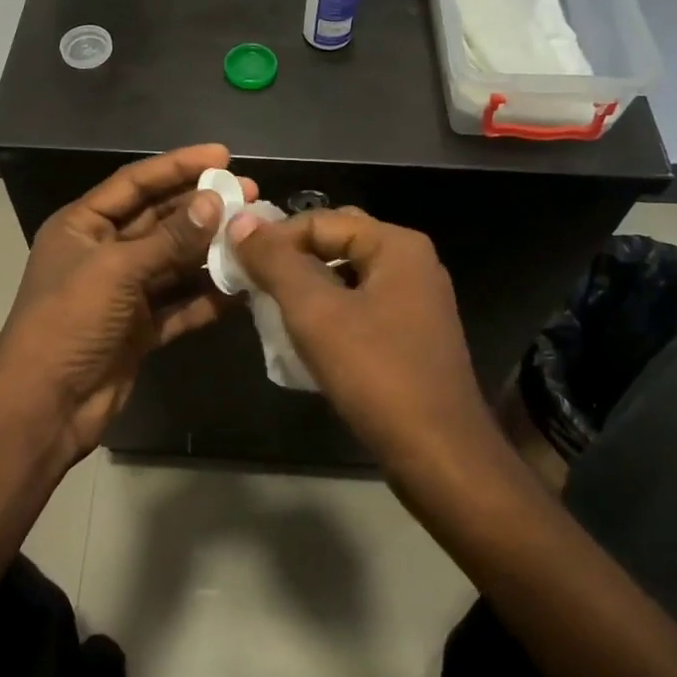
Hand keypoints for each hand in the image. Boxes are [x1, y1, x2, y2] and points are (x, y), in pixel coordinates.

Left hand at [0, 145, 255, 459]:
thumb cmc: (69, 322)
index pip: (134, 183)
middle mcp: (103, 252)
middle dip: (202, 208)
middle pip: (159, 220)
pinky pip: (180, 303)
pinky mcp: (140, 327)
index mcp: (83, 226)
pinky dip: (207, 296)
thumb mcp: (116, 271)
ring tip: (253, 234)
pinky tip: (242, 287)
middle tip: (248, 194)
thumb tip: (213, 203)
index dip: (177, 166)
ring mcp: (123, 292)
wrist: (46, 406)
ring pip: (174, 262)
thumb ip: (169, 239)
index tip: (221, 155)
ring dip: (210, 251)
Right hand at [227, 207, 498, 464]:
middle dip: (291, 261)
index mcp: (397, 245)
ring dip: (306, 289)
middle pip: (336, 245)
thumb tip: (242, 221)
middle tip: (251, 283)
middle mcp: (412, 264)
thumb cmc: (376, 374)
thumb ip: (276, 263)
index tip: (237, 264)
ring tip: (268, 309)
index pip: (321, 221)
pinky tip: (302, 339)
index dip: (275, 238)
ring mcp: (416, 302)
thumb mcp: (315, 312)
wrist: (439, 455)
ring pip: (347, 279)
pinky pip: (360, 308)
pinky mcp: (412, 336)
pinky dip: (328, 314)